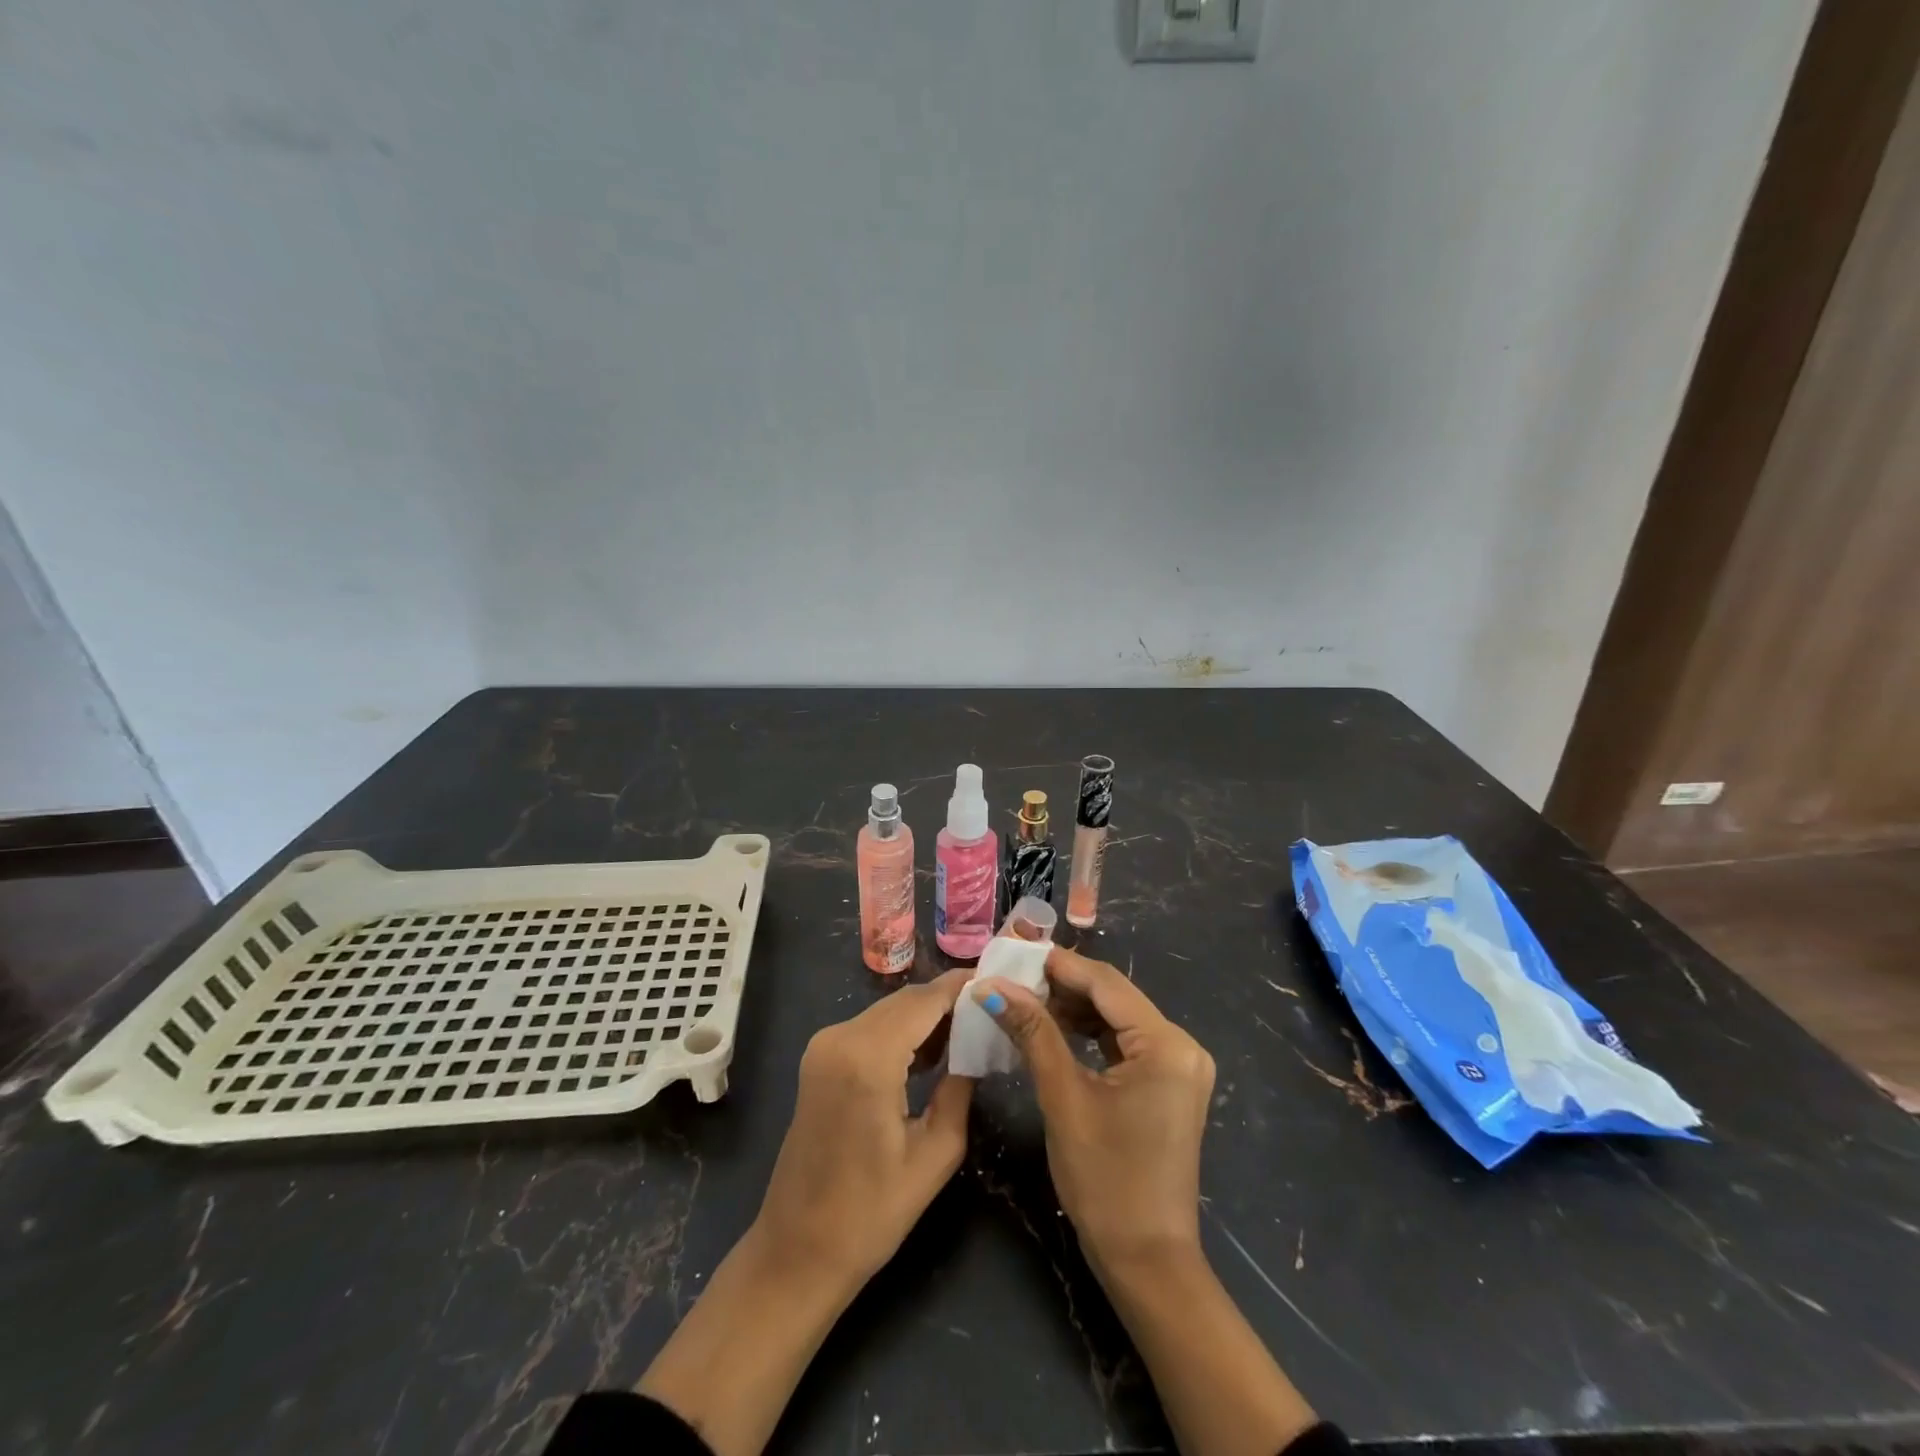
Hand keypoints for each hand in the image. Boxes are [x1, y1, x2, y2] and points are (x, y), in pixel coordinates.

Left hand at [753, 968, 974, 1294]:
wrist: (797, 1251)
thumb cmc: (871, 1214)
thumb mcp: (935, 1155)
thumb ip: (960, 1090)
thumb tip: (975, 1049)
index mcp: (868, 1058)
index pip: (924, 1001)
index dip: (960, 987)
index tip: (997, 980)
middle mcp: (840, 1038)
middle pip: (905, 1001)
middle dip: (946, 1001)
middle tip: (989, 1010)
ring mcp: (823, 1046)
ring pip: (887, 1011)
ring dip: (924, 1016)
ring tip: (968, 1031)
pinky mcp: (818, 1059)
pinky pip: (869, 1029)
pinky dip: (900, 1031)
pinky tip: (929, 1051)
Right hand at [980, 952, 1315, 1455]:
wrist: (1146, 1261)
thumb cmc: (1105, 1180)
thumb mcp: (1063, 1097)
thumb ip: (1032, 1032)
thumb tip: (990, 986)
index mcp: (1167, 1045)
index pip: (1106, 984)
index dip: (1059, 964)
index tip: (1013, 950)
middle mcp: (1182, 1046)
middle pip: (1114, 997)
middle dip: (1063, 985)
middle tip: (1012, 976)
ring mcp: (1179, 1066)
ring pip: (1117, 1018)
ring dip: (1073, 1008)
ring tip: (1024, 998)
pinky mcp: (1169, 1083)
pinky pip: (1124, 1042)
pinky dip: (1089, 1033)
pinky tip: (1053, 1027)